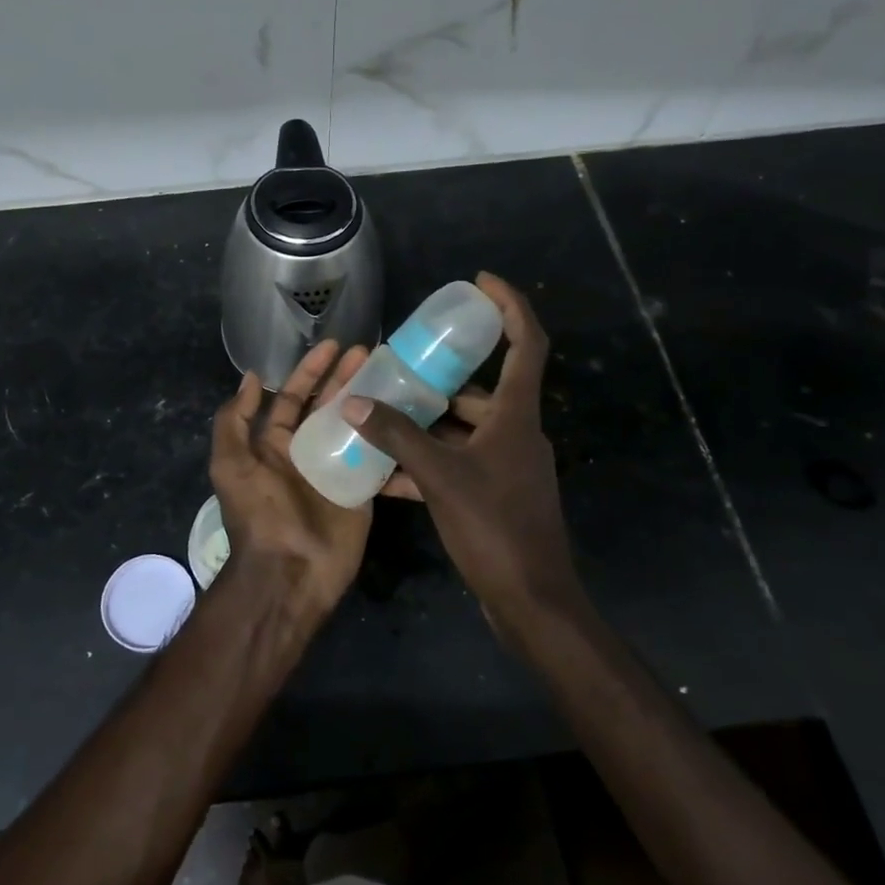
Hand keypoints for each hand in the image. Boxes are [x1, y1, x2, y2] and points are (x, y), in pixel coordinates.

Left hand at [210, 338, 372, 614]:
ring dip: (371, 400)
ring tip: (393, 375)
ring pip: (356, 425)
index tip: (334, 346)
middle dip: (345, 377)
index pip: (292, 397)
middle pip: (327, 405)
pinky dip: (391, 440)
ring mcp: (336, 469)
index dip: (310, 370)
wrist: (289, 572)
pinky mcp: (362, 490)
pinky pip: (378, 458)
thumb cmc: (259, 514)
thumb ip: (234, 421)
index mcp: (274, 444)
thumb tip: (249, 377)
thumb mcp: (231, 465)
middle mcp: (306, 451)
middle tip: (370, 352)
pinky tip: (409, 415)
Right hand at [340, 273, 580, 626]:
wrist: (531, 601)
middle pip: (481, 390)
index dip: (509, 306)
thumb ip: (396, 437)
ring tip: (380, 414)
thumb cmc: (495, 527)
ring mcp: (507, 466)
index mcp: (517, 416)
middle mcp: (516, 433)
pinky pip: (456, 465)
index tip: (479, 283)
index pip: (526, 343)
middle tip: (399, 366)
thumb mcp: (439, 476)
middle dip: (439, 377)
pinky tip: (385, 473)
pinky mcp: (494, 495)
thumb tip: (353, 402)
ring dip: (425, 424)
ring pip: (463, 430)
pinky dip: (426, 463)